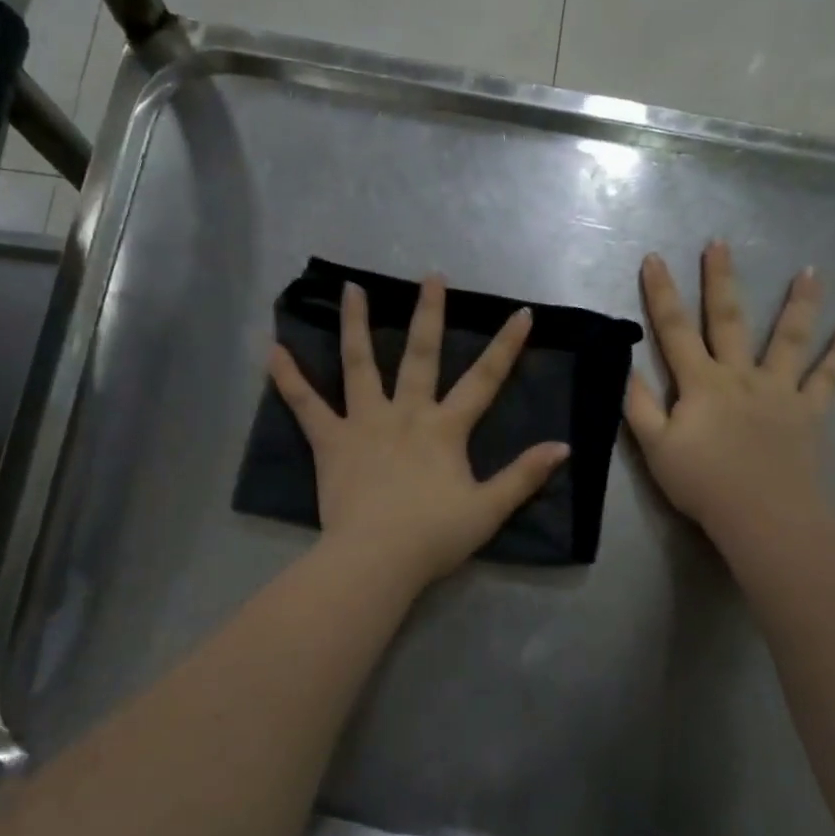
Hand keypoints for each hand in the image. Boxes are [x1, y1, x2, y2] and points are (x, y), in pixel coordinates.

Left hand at [268, 276, 569, 588]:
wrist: (377, 558)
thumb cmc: (434, 536)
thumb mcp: (489, 509)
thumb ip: (524, 475)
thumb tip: (563, 447)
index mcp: (445, 428)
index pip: (484, 380)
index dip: (506, 347)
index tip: (522, 313)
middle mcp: (405, 413)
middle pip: (420, 355)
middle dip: (429, 314)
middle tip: (431, 277)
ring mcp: (364, 422)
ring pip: (359, 364)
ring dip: (355, 324)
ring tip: (352, 288)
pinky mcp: (330, 441)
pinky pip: (305, 404)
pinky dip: (288, 378)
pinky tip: (272, 350)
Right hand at [625, 243, 834, 543]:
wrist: (763, 513)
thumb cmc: (703, 483)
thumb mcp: (655, 447)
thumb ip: (639, 406)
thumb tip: (626, 366)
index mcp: (700, 383)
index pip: (674, 330)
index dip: (662, 294)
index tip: (654, 258)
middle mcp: (740, 376)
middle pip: (728, 320)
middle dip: (721, 280)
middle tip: (719, 244)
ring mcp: (779, 391)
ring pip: (789, 339)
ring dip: (799, 304)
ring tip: (811, 272)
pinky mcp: (809, 412)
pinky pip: (827, 378)